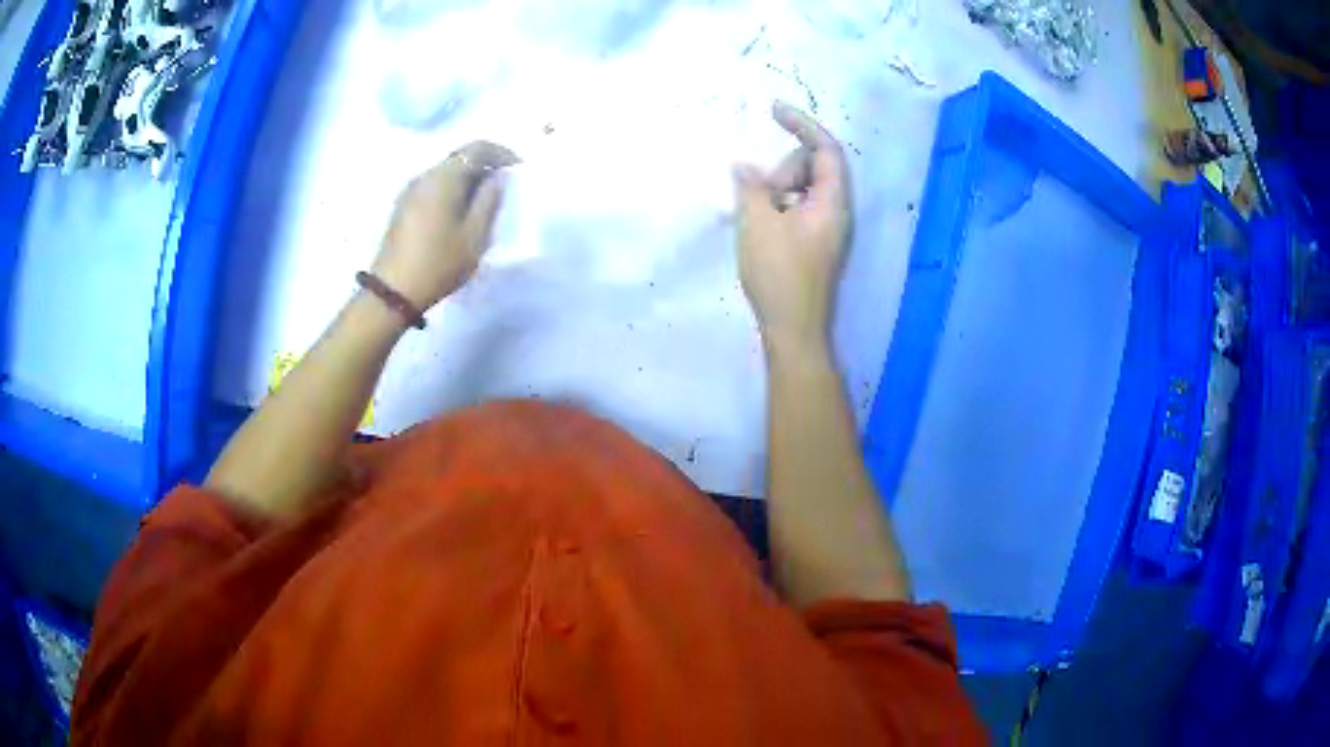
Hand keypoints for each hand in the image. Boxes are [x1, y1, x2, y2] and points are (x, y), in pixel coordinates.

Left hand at [374, 141, 519, 309]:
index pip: (477, 148)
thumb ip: (489, 200)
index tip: (518, 168)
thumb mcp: (475, 236)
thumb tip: (496, 178)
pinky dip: (453, 189)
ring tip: (485, 201)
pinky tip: (461, 211)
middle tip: (504, 185)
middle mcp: (425, 176)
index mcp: (444, 178)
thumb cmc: (439, 263)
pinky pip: (434, 186)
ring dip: (468, 178)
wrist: (393, 292)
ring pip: (446, 172)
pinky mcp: (404, 206)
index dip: (501, 152)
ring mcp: (411, 191)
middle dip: (485, 165)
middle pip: (460, 157)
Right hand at [734, 102, 851, 355]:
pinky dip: (780, 207)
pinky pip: (800, 208)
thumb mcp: (756, 224)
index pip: (826, 149)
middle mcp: (837, 211)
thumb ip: (751, 187)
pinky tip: (761, 227)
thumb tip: (744, 166)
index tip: (773, 110)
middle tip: (760, 196)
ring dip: (778, 190)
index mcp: (832, 202)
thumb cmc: (778, 275)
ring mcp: (829, 229)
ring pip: (804, 188)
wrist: (794, 329)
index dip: (802, 124)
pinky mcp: (818, 244)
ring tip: (758, 218)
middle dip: (784, 169)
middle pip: (814, 166)